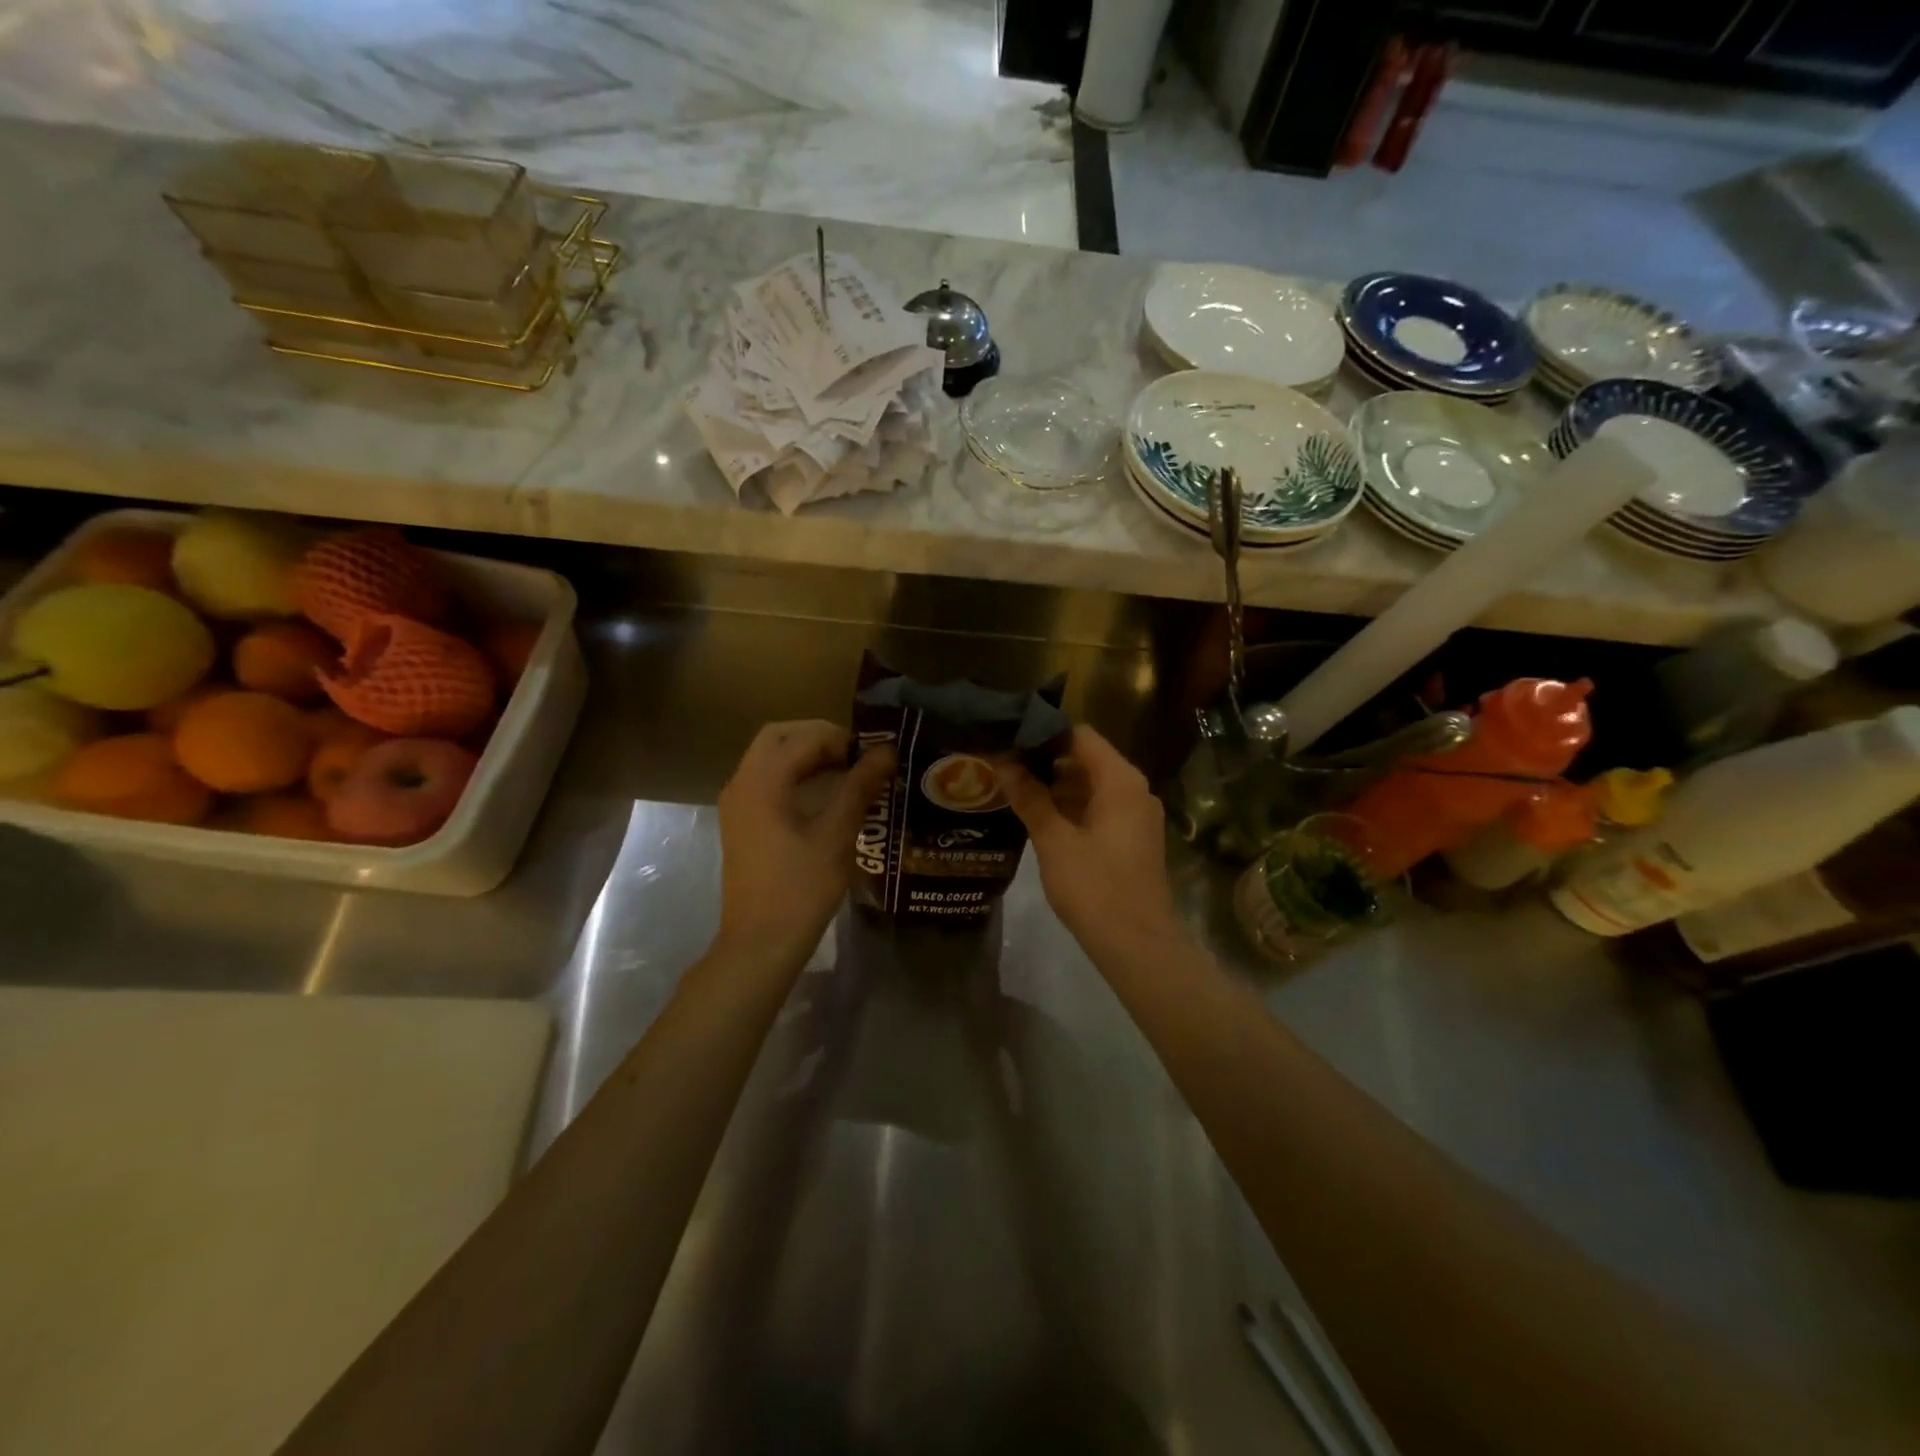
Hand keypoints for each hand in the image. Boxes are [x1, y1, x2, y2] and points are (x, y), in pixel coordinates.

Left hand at [714, 721, 895, 965]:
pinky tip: (825, 794)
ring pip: (770, 757)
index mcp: (761, 782)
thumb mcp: (836, 835)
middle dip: (819, 738)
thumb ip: (859, 787)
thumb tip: (886, 751)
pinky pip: (766, 780)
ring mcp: (737, 803)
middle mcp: (742, 784)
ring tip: (848, 772)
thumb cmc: (800, 889)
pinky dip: (794, 774)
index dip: (841, 738)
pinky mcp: (741, 822)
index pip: (803, 737)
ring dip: (806, 755)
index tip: (873, 755)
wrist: (760, 943)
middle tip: (856, 756)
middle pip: (778, 737)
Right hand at [997, 726, 1181, 955]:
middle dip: (1046, 761)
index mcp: (1120, 780)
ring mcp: (1137, 815)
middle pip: (1087, 758)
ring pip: (1092, 785)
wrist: (1137, 945)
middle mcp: (1135, 789)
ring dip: (1057, 786)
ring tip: (1014, 790)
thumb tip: (1003, 762)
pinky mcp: (1133, 838)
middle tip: (1004, 766)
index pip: (1080, 735)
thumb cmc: (1094, 887)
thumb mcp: (1053, 839)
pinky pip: (1101, 808)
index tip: (1010, 740)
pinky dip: (1072, 807)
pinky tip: (1040, 818)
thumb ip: (1029, 797)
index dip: (1044, 734)